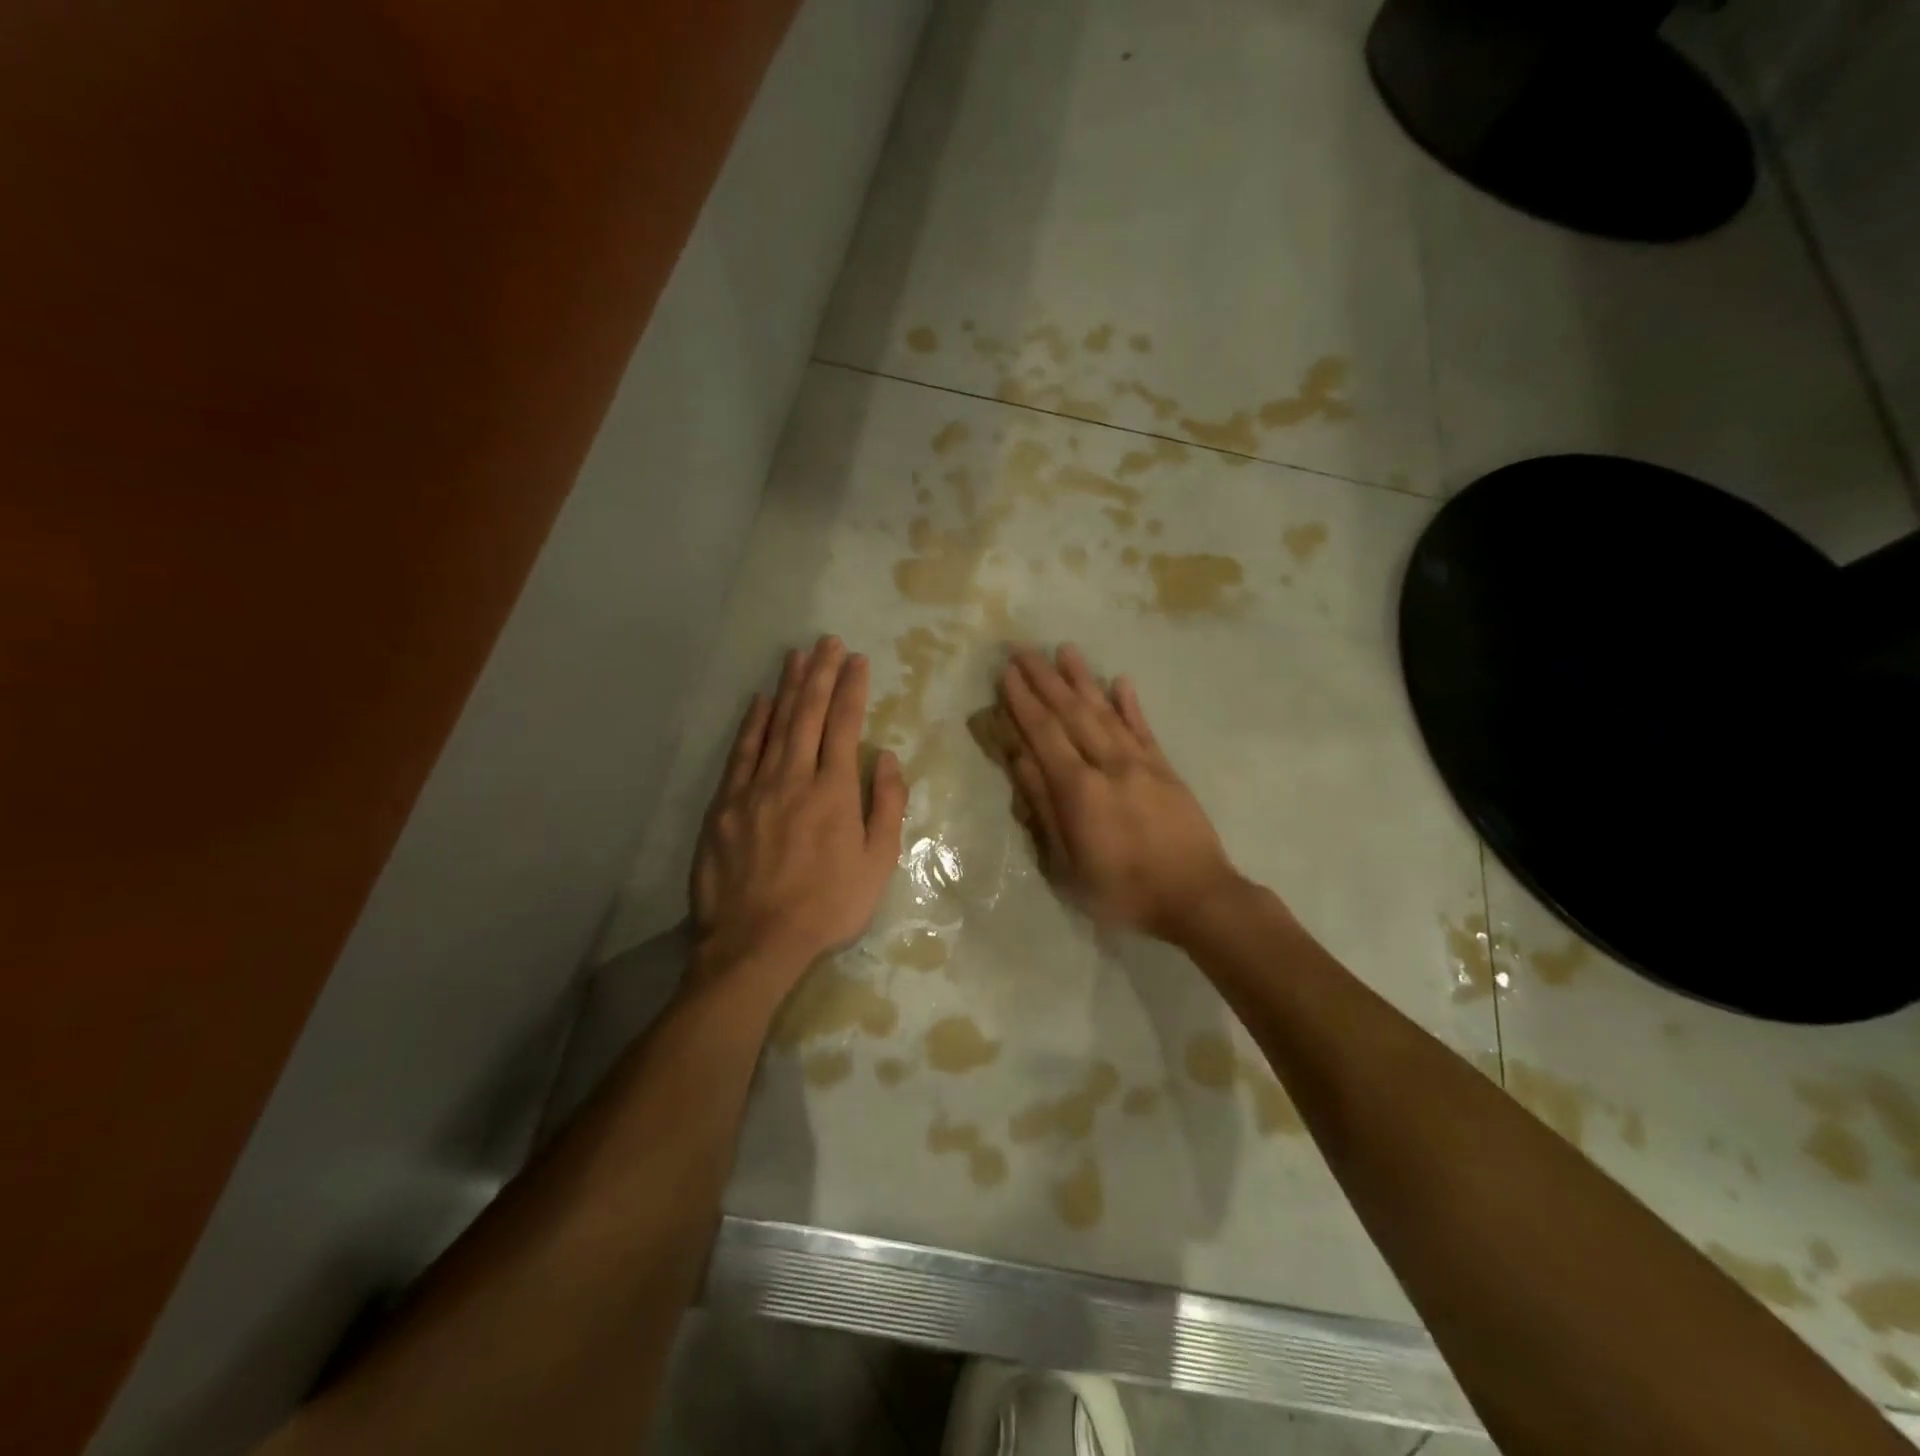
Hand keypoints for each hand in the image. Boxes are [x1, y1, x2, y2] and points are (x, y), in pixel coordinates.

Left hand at [691, 636, 906, 980]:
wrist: (755, 943)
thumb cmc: (827, 907)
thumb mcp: (877, 865)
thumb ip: (886, 807)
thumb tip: (885, 758)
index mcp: (834, 792)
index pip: (844, 727)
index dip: (851, 690)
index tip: (857, 661)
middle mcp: (794, 778)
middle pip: (808, 715)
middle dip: (820, 675)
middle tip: (828, 642)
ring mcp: (755, 789)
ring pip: (774, 726)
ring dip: (787, 688)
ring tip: (797, 656)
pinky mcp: (725, 805)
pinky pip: (741, 753)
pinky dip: (752, 724)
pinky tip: (760, 701)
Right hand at [997, 644, 1238, 942]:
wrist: (1197, 897)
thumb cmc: (1122, 890)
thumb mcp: (1069, 863)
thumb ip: (1045, 808)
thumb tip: (1020, 759)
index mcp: (1079, 789)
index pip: (1044, 734)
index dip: (1023, 702)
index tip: (1007, 673)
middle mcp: (1108, 764)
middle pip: (1071, 713)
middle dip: (1044, 680)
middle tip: (1023, 649)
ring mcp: (1141, 763)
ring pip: (1105, 712)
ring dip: (1082, 679)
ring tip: (1065, 650)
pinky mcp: (1166, 769)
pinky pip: (1144, 728)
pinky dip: (1130, 703)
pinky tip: (1120, 680)